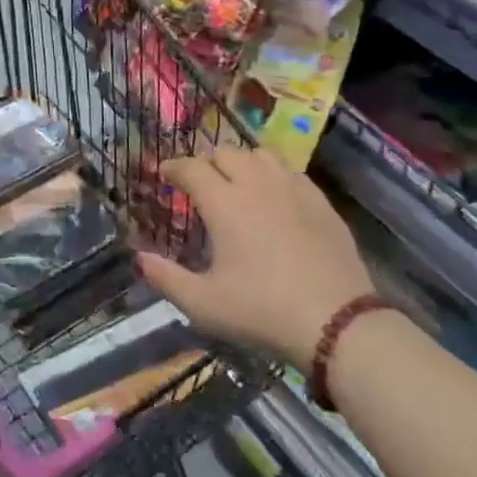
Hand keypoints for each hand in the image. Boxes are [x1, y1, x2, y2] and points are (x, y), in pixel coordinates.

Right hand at [138, 146, 374, 367]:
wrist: (337, 323)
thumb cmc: (261, 311)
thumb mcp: (203, 304)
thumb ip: (166, 278)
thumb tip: (139, 258)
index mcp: (224, 203)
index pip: (191, 167)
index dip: (173, 167)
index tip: (163, 174)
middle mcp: (256, 185)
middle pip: (226, 153)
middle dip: (207, 162)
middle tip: (199, 182)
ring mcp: (293, 190)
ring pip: (261, 155)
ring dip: (242, 162)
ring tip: (237, 182)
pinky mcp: (321, 203)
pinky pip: (292, 172)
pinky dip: (274, 175)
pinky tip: (275, 196)